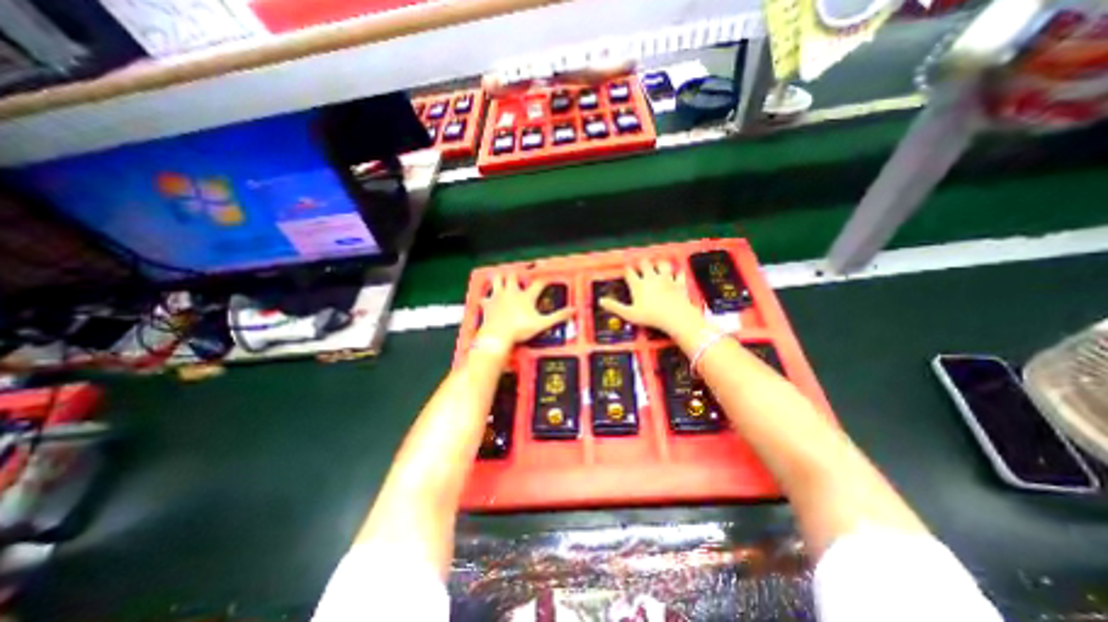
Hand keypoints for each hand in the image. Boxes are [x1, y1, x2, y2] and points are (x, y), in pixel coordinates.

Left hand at [479, 274, 575, 347]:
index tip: (547, 280)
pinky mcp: (488, 303)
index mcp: (526, 296)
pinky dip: (486, 297)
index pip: (538, 284)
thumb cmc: (520, 329)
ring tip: (502, 278)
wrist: (498, 335)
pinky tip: (486, 299)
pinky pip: (484, 297)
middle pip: (514, 276)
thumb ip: (558, 316)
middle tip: (519, 276)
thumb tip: (574, 310)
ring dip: (499, 278)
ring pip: (497, 279)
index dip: (544, 281)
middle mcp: (512, 292)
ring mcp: (498, 296)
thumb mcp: (542, 324)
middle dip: (517, 275)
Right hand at [602, 258, 694, 335]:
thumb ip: (615, 307)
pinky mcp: (679, 283)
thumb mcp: (629, 314)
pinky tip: (677, 273)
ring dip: (660, 264)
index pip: (630, 272)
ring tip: (658, 265)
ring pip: (663, 265)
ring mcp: (666, 279)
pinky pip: (679, 274)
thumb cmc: (650, 316)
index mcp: (638, 285)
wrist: (675, 316)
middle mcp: (651, 278)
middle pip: (645, 264)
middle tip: (641, 265)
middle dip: (642, 263)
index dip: (627, 269)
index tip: (626, 269)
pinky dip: (678, 273)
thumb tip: (601, 301)